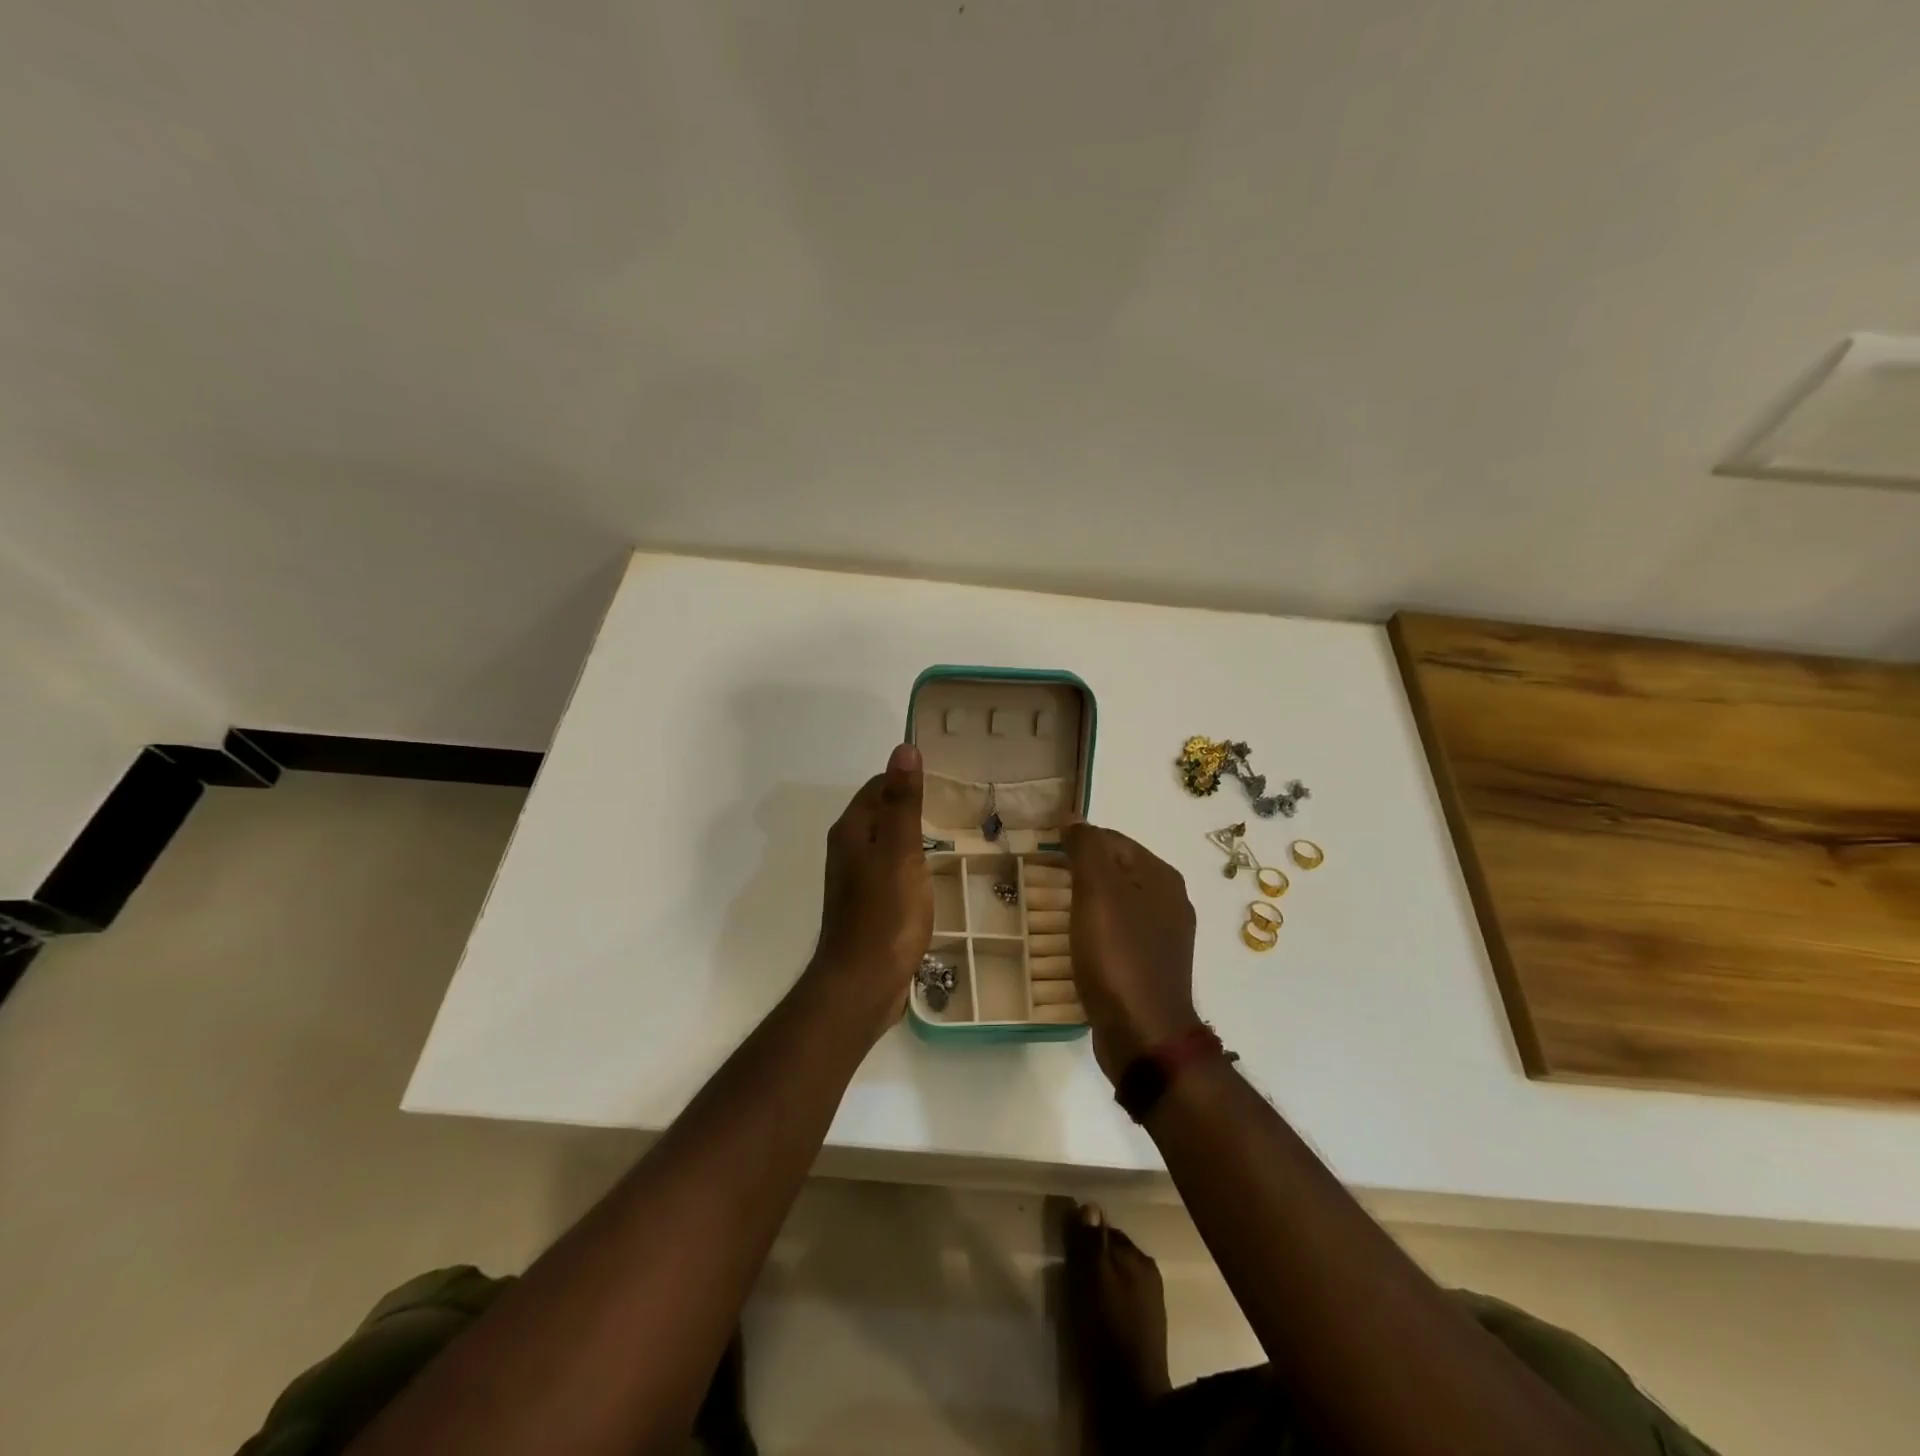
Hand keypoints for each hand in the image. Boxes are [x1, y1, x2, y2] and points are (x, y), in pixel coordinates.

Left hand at [807, 743, 933, 1035]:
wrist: (863, 983)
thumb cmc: (885, 915)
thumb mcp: (900, 852)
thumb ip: (903, 802)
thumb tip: (904, 748)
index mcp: (852, 831)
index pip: (877, 786)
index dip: (906, 779)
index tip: (944, 780)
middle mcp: (848, 850)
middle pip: (880, 813)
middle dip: (911, 806)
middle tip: (955, 805)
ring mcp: (856, 880)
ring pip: (886, 843)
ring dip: (911, 835)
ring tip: (950, 835)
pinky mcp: (868, 905)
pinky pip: (890, 870)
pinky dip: (910, 863)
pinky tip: (931, 874)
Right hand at [1063, 821, 1200, 1081]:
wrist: (1144, 1035)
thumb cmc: (1119, 956)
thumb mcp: (1098, 892)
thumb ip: (1086, 848)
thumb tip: (1073, 817)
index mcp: (1161, 876)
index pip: (1112, 840)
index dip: (1076, 841)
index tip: (1041, 854)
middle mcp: (1168, 901)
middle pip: (1114, 871)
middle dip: (1077, 873)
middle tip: (1039, 882)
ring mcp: (1162, 937)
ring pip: (1114, 904)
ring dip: (1082, 903)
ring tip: (1048, 912)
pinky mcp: (1150, 966)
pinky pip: (1116, 935)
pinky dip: (1092, 932)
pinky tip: (1071, 943)